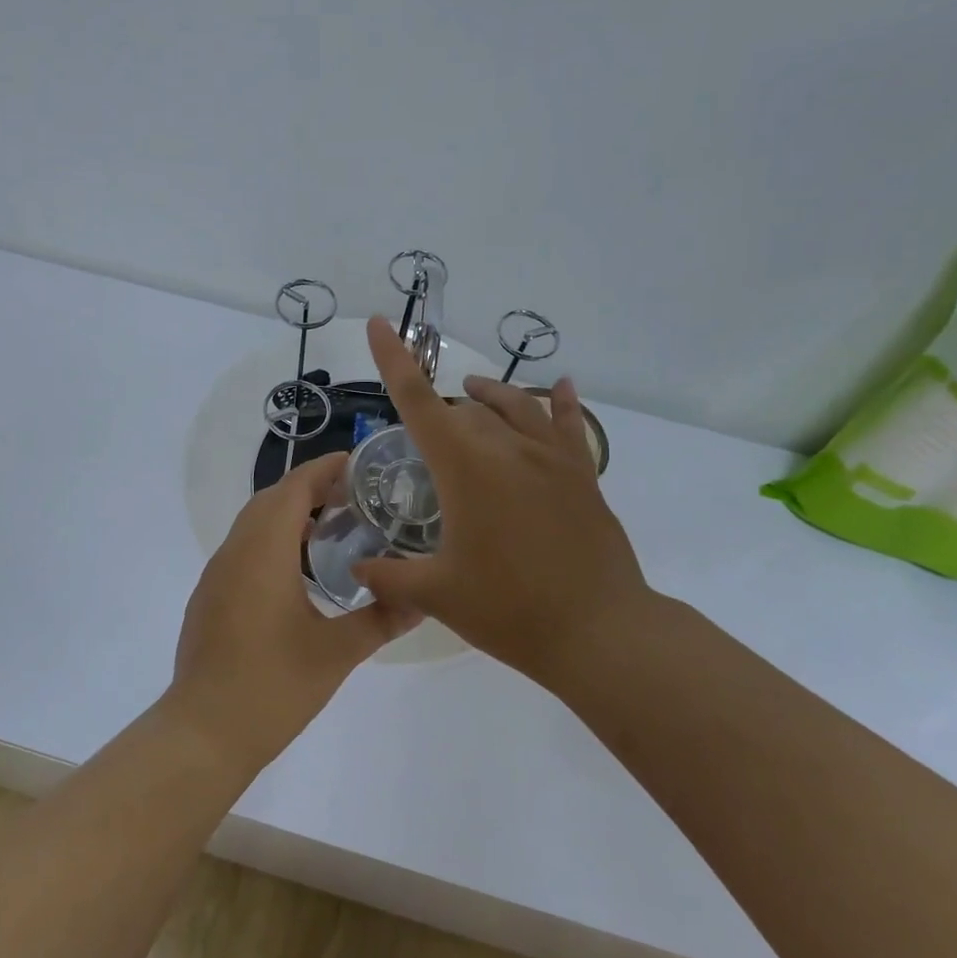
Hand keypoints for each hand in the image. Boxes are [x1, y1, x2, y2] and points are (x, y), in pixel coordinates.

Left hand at [166, 451, 420, 768]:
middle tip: (353, 496)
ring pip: (252, 524)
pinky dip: (270, 541)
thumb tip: (423, 600)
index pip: (293, 488)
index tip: (357, 463)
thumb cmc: (273, 686)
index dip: (324, 469)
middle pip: (270, 500)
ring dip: (288, 515)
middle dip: (309, 488)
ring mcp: (216, 574)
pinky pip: (242, 549)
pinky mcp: (209, 597)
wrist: (204, 731)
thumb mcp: (337, 653)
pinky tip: (296, 571)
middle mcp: (235, 552)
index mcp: (264, 551)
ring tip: (332, 528)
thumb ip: (381, 620)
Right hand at [351, 316, 661, 694]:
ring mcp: (551, 459)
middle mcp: (507, 450)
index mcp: (465, 469)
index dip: (394, 360)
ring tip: (472, 390)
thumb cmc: (509, 610)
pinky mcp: (582, 476)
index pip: (418, 403)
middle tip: (426, 445)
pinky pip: (569, 425)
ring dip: (488, 395)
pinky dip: (560, 402)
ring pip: (515, 406)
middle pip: (464, 409)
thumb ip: (389, 577)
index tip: (381, 325)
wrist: (599, 632)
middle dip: (440, 414)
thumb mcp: (437, 595)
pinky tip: (562, 386)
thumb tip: (357, 568)